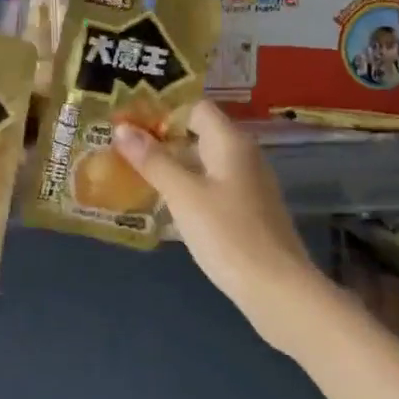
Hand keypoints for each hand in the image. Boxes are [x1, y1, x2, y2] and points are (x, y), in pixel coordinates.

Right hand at [111, 101, 325, 321]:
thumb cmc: (228, 234)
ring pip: (202, 162)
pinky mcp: (246, 211)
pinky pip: (209, 186)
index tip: (128, 121)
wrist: (277, 291)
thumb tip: (122, 130)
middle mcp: (242, 156)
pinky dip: (185, 187)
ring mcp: (247, 185)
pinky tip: (162, 202)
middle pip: (197, 133)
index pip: (195, 107)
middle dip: (160, 138)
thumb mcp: (183, 194)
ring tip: (131, 171)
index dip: (161, 110)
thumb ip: (152, 160)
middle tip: (120, 146)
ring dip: (170, 164)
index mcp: (231, 143)